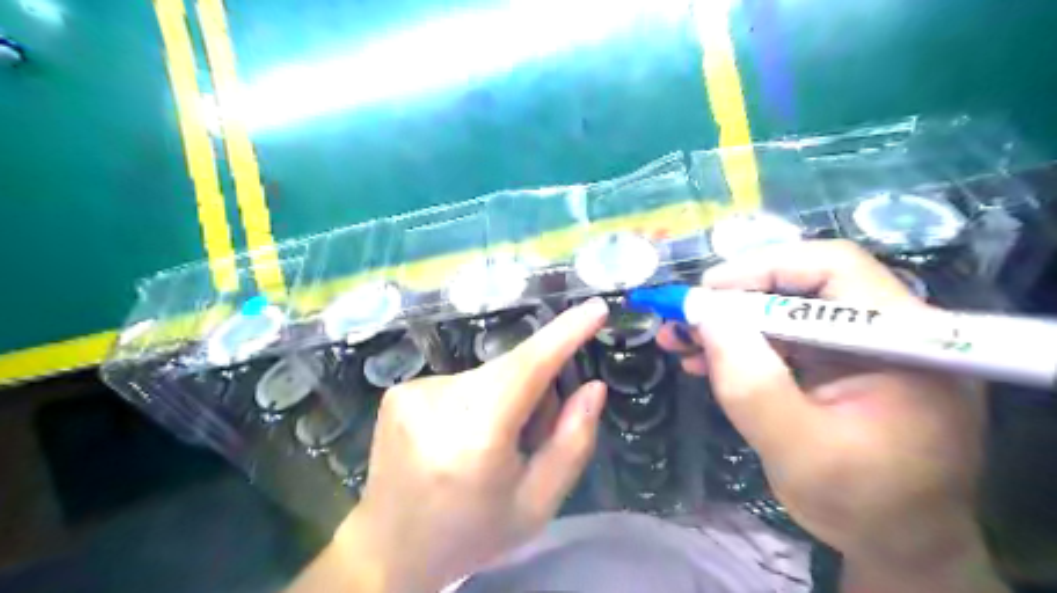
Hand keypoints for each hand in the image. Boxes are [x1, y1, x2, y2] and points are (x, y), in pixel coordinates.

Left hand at [330, 298, 611, 592]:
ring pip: (489, 374)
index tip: (595, 309)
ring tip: (488, 446)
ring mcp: (412, 392)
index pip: (529, 366)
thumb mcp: (536, 504)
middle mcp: (439, 402)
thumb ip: (572, 443)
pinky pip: (462, 381)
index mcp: (476, 435)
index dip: (565, 334)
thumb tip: (593, 387)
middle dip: (536, 391)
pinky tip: (458, 438)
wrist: (388, 549)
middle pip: (513, 369)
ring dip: (505, 397)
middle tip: (531, 437)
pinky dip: (476, 400)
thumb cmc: (470, 532)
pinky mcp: (399, 390)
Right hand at [658, 240, 1001, 592]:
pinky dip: (740, 344)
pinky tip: (704, 359)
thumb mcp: (798, 450)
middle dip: (734, 300)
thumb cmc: (861, 504)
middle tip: (682, 318)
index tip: (705, 292)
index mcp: (904, 341)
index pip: (834, 269)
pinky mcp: (838, 362)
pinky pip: (782, 337)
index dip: (763, 268)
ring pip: (783, 310)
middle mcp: (888, 329)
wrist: (895, 542)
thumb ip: (752, 385)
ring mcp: (861, 345)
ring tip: (679, 339)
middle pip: (802, 285)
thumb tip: (707, 317)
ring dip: (728, 322)